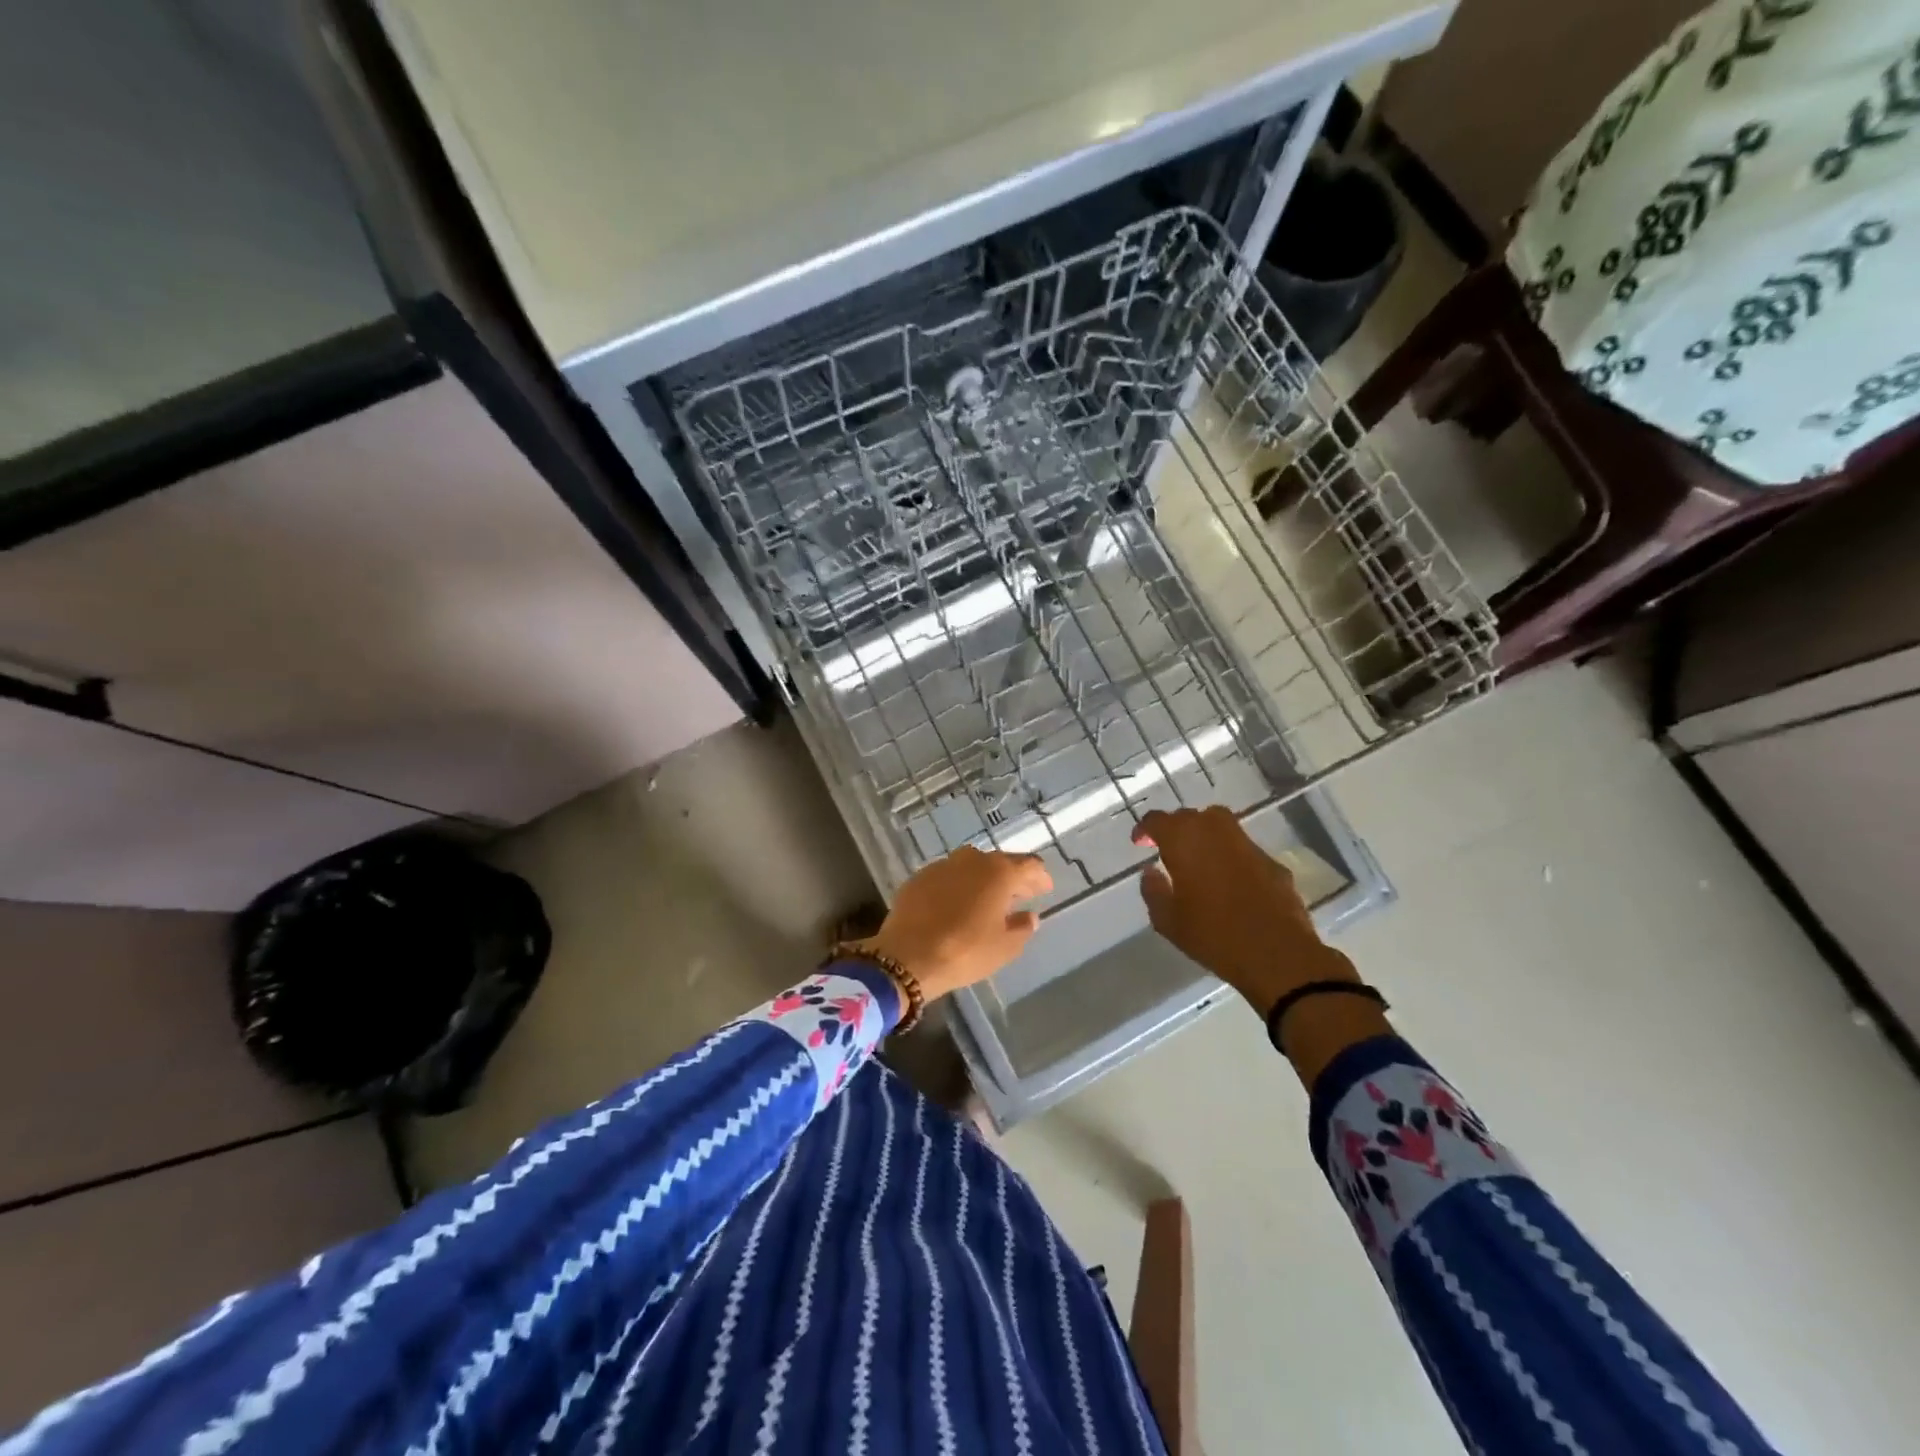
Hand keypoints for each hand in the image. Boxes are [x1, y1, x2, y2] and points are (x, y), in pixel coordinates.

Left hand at [854, 846, 1052, 1002]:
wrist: (907, 956)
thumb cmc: (965, 951)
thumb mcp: (1004, 947)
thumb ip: (1022, 928)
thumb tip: (1030, 916)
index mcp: (999, 872)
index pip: (1029, 865)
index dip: (1039, 876)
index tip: (1044, 889)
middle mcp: (972, 860)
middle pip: (1000, 862)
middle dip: (1012, 877)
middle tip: (1020, 895)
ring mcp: (942, 865)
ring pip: (971, 865)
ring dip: (983, 878)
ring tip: (987, 899)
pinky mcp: (919, 877)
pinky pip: (947, 876)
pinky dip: (957, 885)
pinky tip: (956, 903)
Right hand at [1131, 806, 1354, 1013]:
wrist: (1277, 953)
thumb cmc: (1213, 935)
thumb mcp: (1168, 921)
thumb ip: (1153, 890)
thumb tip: (1150, 872)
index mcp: (1184, 841)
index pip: (1157, 820)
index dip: (1145, 829)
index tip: (1139, 843)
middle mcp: (1215, 832)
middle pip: (1190, 817)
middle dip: (1175, 828)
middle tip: (1168, 850)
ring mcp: (1247, 844)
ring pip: (1220, 825)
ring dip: (1204, 835)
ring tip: (1198, 859)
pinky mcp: (1272, 862)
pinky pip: (1243, 848)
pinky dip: (1230, 855)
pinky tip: (1229, 880)